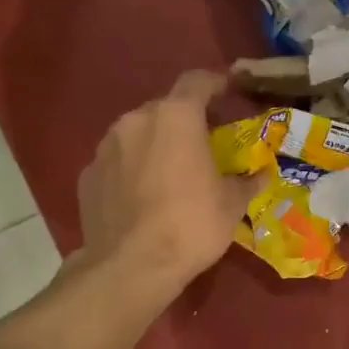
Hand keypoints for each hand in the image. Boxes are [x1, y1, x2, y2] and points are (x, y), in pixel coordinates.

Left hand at [76, 71, 257, 298]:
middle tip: (202, 144)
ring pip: (137, 134)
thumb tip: (261, 175)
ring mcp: (106, 148)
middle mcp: (136, 121)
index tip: (228, 91)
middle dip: (184, 121)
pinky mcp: (87, 176)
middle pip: (165, 108)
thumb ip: (247, 181)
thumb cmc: (190, 225)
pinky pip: (117, 163)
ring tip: (170, 172)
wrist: (130, 267)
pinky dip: (131, 170)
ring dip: (155, 145)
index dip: (215, 83)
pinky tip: (142, 197)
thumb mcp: (232, 205)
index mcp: (176, 117)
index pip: (197, 81)